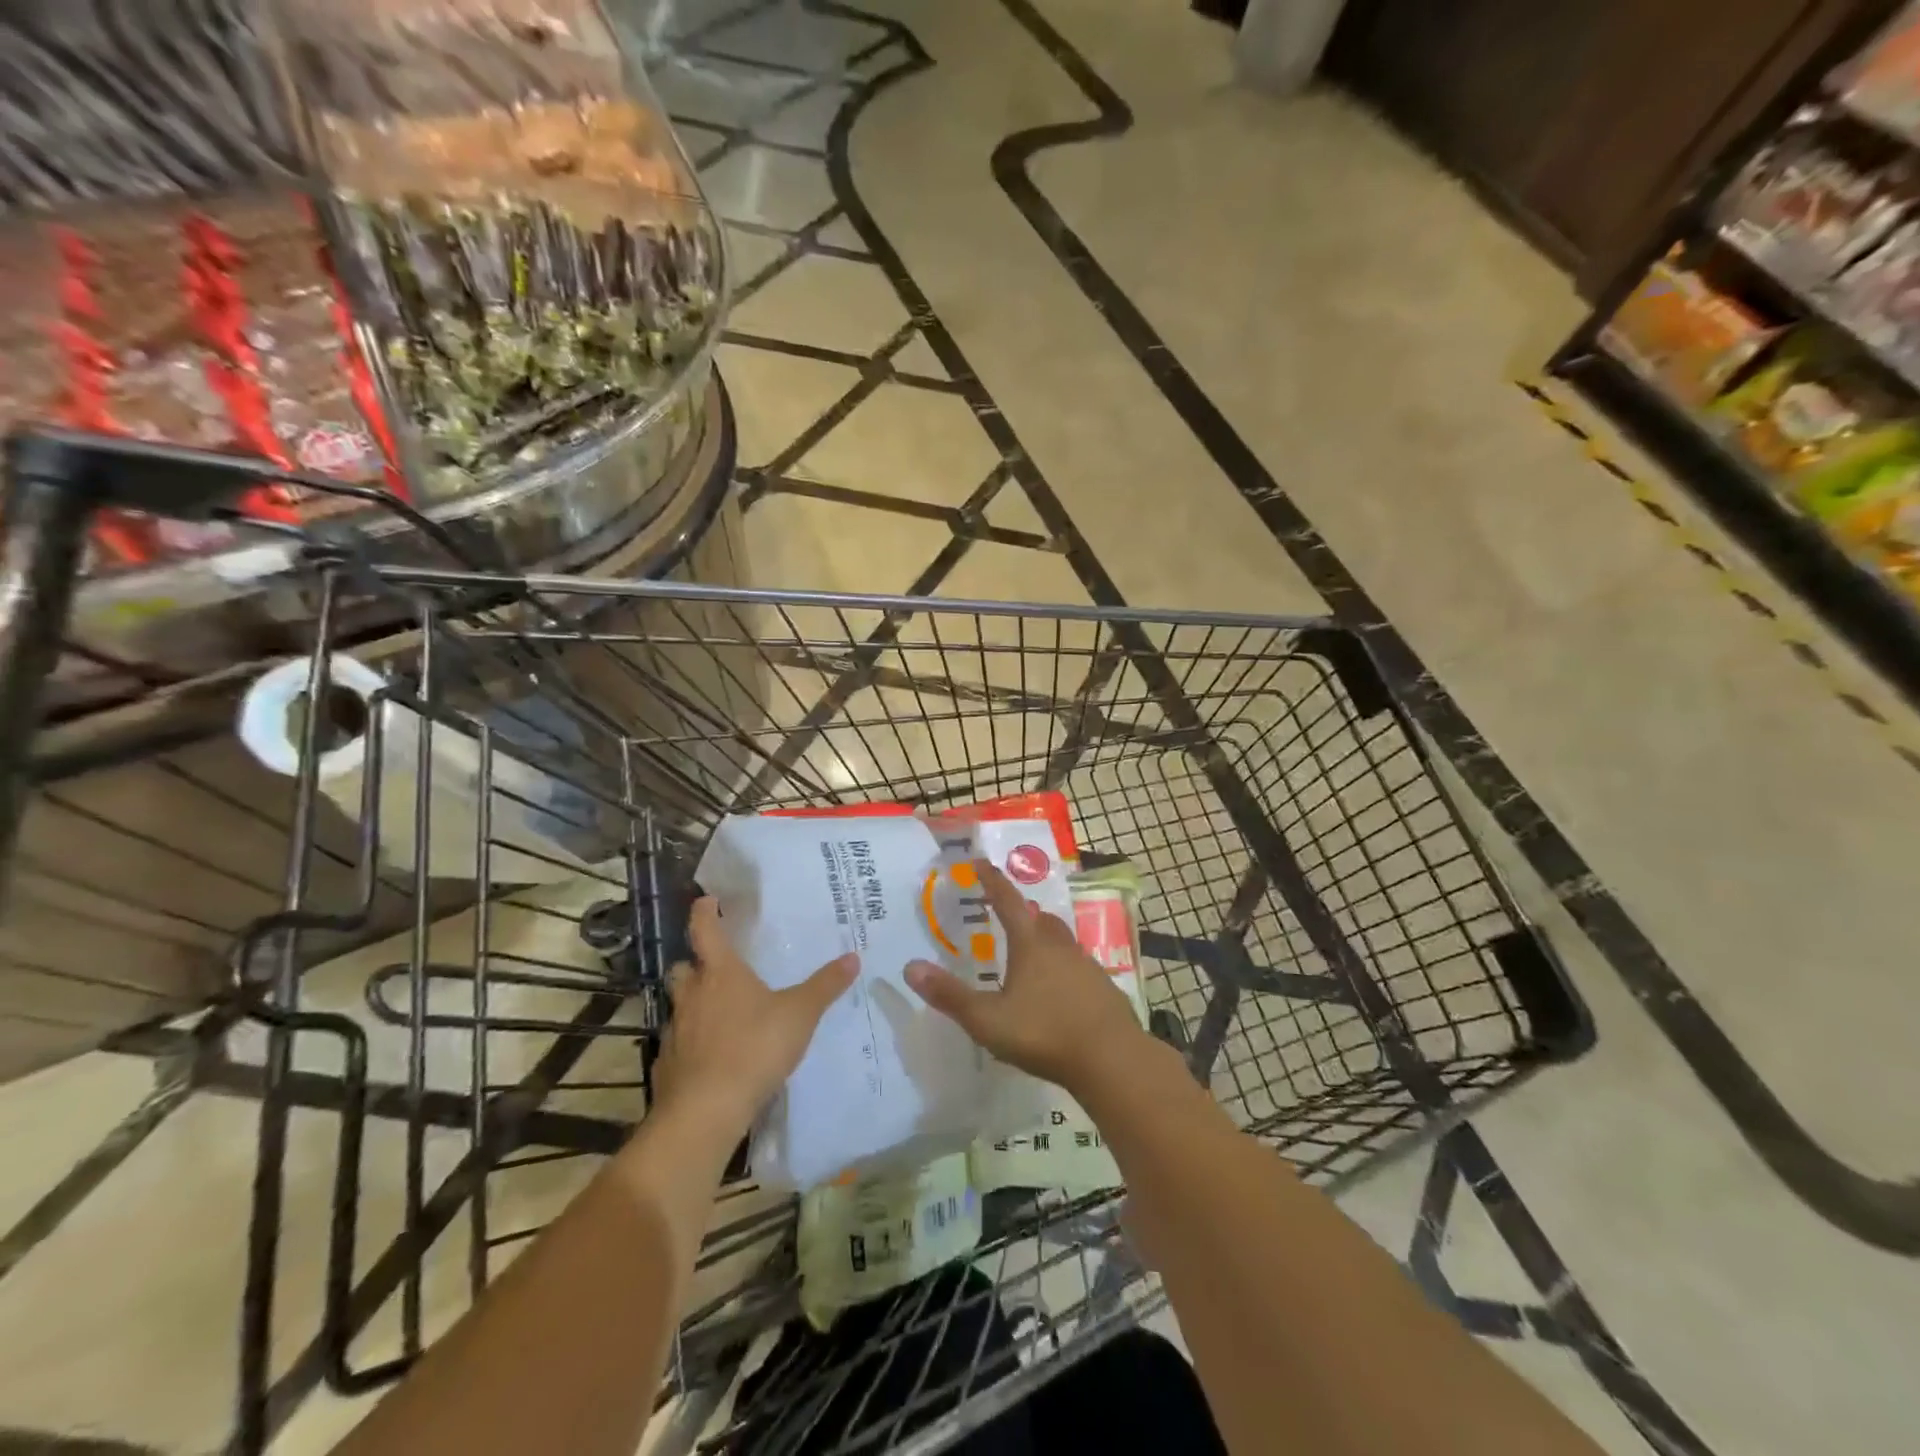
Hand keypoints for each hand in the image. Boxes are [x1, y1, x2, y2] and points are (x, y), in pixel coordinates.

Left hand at [653, 897, 857, 1134]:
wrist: (706, 1110)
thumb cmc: (754, 1047)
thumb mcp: (800, 1014)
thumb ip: (825, 986)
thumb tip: (853, 957)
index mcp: (721, 973)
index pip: (705, 931)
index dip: (703, 913)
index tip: (706, 901)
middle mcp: (693, 995)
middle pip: (683, 968)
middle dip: (695, 962)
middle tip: (714, 966)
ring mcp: (676, 1030)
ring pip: (679, 1005)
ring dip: (693, 1002)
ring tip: (718, 1012)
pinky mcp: (668, 1064)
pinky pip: (678, 1042)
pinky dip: (691, 1041)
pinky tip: (711, 1054)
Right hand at [905, 860, 1149, 1094]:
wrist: (1112, 1058)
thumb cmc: (1044, 1033)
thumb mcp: (987, 1020)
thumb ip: (949, 995)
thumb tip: (909, 967)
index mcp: (1030, 945)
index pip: (1007, 902)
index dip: (991, 881)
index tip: (980, 862)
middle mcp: (1060, 947)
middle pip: (1039, 919)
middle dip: (1021, 912)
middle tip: (1006, 916)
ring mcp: (1087, 966)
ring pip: (1061, 942)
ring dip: (1044, 940)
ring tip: (1029, 955)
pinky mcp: (1104, 988)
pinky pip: (1078, 967)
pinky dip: (1063, 969)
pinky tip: (1058, 991)